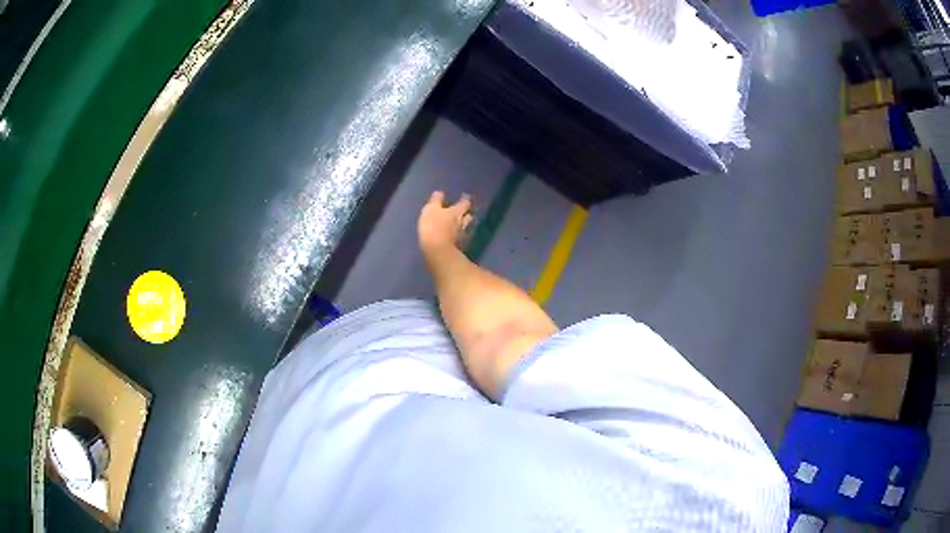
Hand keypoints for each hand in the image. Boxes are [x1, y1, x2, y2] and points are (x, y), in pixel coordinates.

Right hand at [418, 191, 472, 256]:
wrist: (438, 251)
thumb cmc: (433, 226)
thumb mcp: (431, 209)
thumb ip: (436, 200)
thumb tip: (440, 193)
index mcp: (457, 211)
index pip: (464, 203)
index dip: (465, 200)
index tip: (465, 197)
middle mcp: (463, 222)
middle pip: (469, 216)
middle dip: (467, 213)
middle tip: (465, 211)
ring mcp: (463, 235)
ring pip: (467, 228)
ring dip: (465, 225)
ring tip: (462, 224)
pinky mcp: (460, 247)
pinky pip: (462, 239)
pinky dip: (461, 236)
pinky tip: (457, 237)